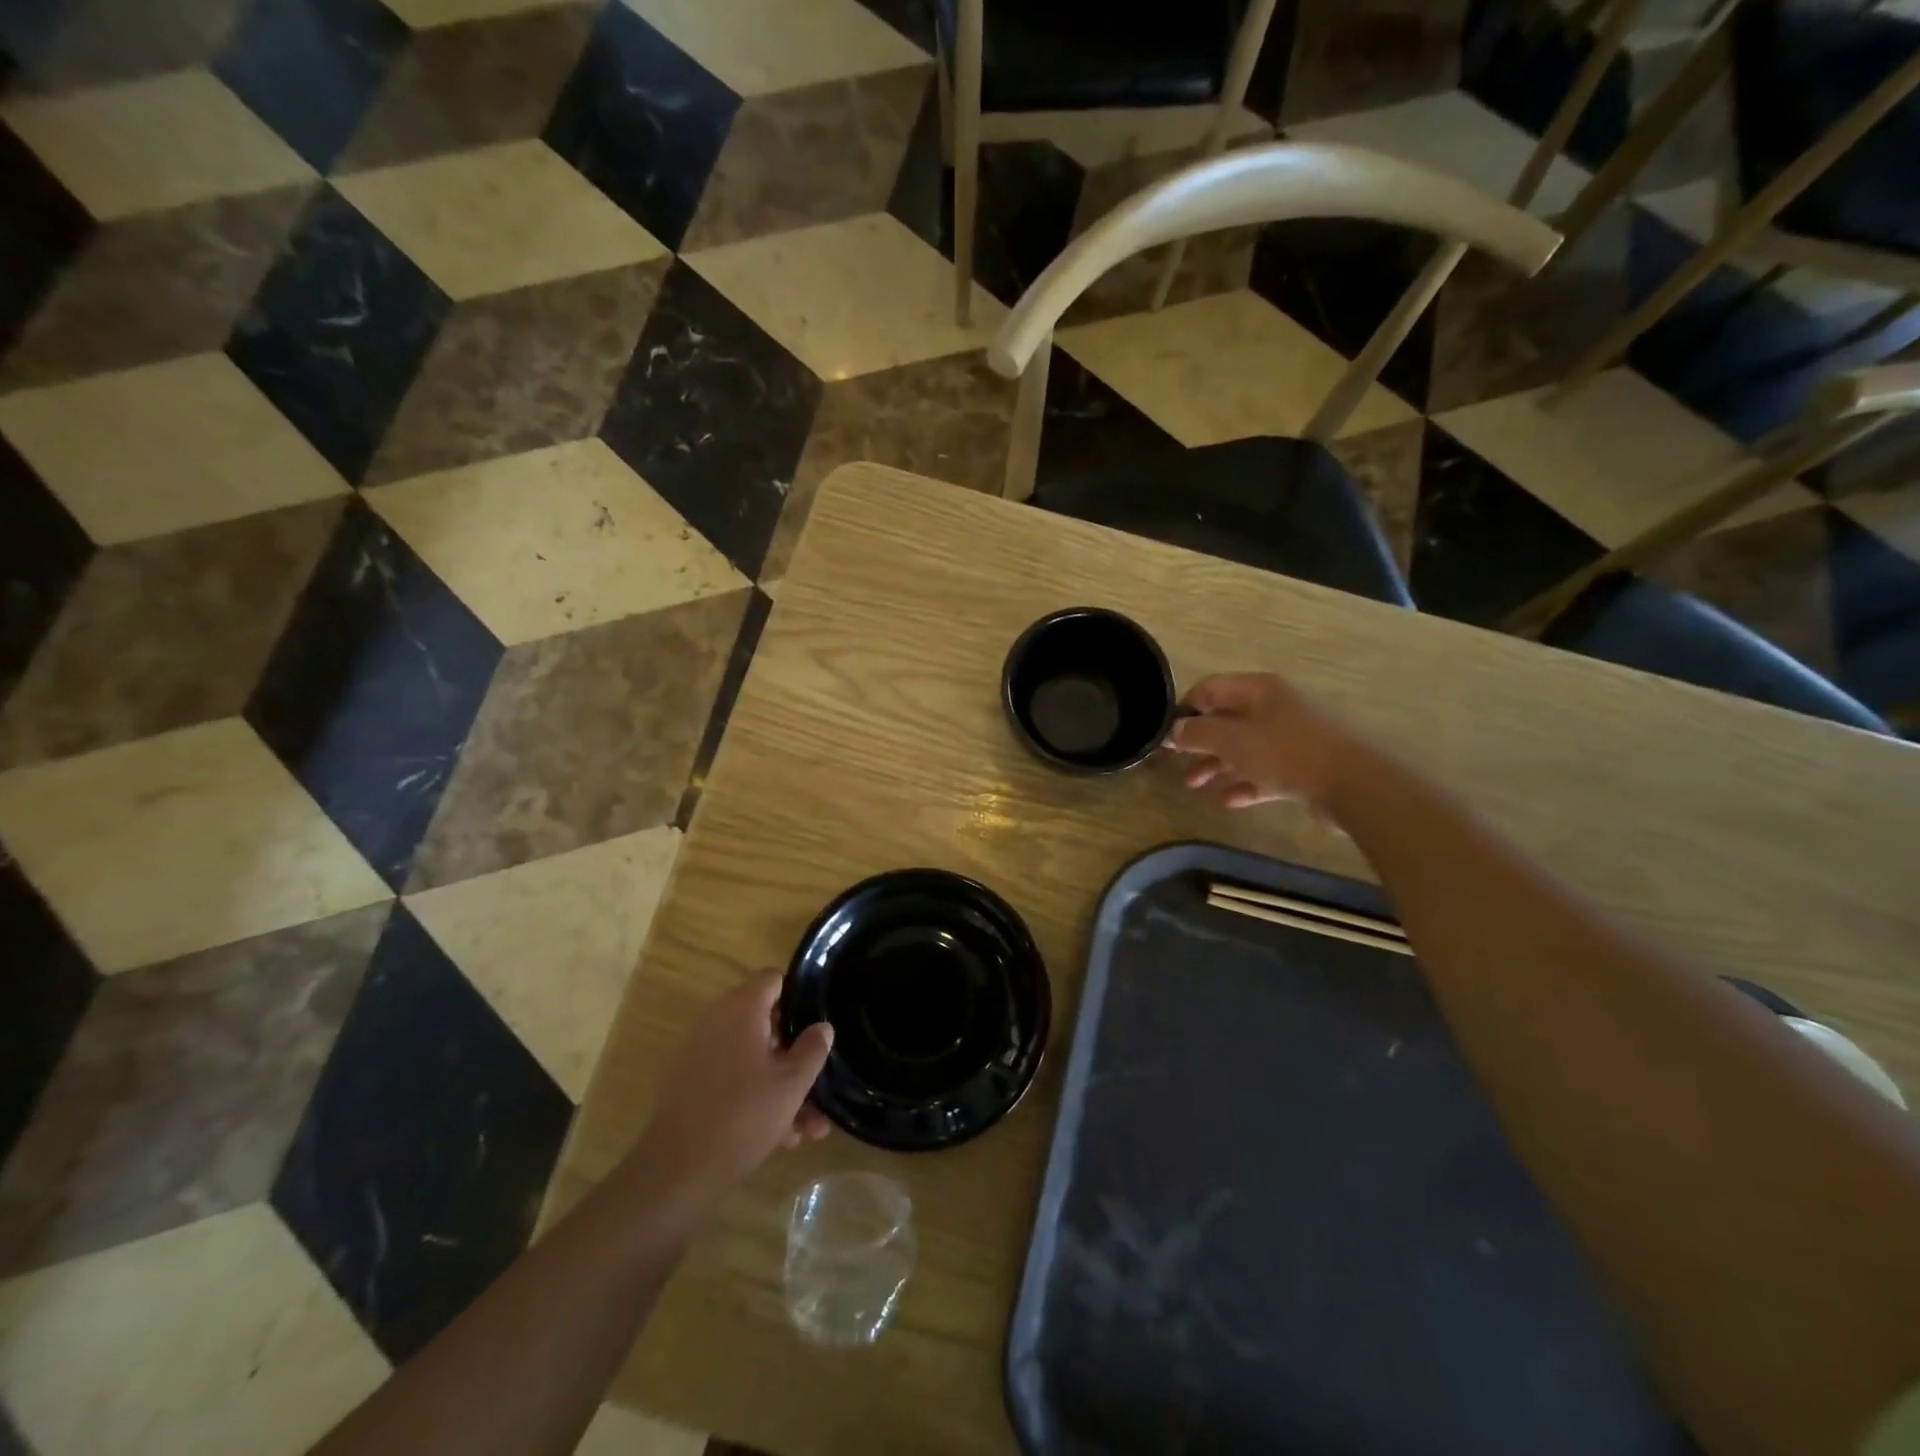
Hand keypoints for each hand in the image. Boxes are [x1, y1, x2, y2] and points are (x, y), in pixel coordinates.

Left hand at [629, 974, 832, 1215]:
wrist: (676, 1173)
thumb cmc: (743, 1116)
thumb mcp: (791, 1084)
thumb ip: (812, 1049)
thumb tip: (822, 1026)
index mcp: (741, 1010)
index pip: (773, 980)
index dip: (799, 996)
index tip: (819, 1022)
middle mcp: (717, 1023)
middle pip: (765, 1024)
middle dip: (795, 1054)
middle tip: (821, 1081)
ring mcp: (700, 1056)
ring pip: (753, 1060)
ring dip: (782, 1085)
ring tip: (811, 1127)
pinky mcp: (691, 1088)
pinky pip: (734, 1081)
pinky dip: (757, 1099)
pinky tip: (783, 1137)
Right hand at [1164, 672, 1356, 811]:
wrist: (1351, 783)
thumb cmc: (1285, 752)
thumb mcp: (1232, 740)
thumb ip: (1198, 733)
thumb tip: (1174, 730)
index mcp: (1257, 690)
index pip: (1209, 689)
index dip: (1184, 708)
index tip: (1165, 733)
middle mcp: (1273, 707)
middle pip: (1225, 720)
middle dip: (1198, 741)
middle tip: (1174, 760)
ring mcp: (1289, 737)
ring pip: (1242, 748)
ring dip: (1215, 765)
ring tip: (1192, 785)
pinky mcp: (1302, 767)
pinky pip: (1263, 772)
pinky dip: (1244, 783)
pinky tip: (1227, 800)